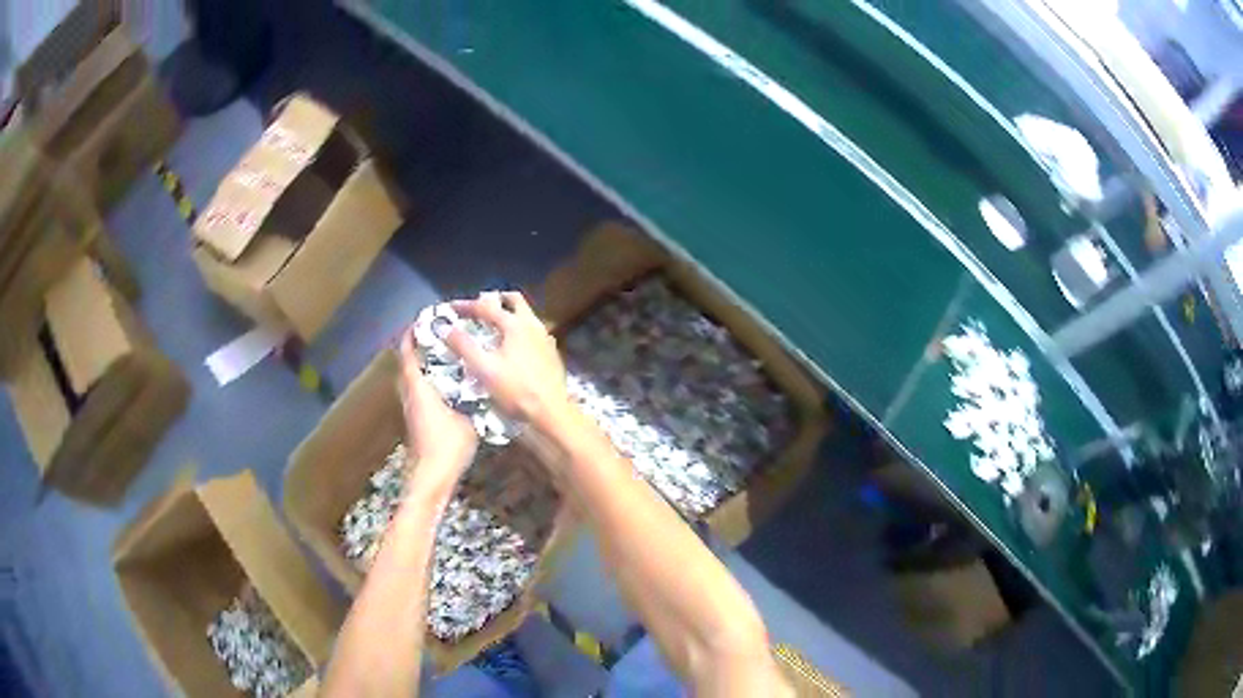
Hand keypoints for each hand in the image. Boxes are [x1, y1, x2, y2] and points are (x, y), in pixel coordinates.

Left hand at [399, 329, 477, 498]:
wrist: (431, 476)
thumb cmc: (447, 445)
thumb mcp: (468, 417)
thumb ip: (472, 397)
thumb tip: (484, 380)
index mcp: (418, 387)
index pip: (409, 353)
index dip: (413, 334)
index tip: (425, 319)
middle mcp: (409, 394)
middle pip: (406, 364)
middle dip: (418, 347)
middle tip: (438, 335)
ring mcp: (410, 409)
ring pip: (410, 379)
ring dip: (420, 365)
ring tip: (443, 355)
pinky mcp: (414, 421)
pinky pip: (416, 392)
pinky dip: (425, 381)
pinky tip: (445, 384)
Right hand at [447, 291, 568, 424]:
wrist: (551, 412)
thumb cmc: (516, 390)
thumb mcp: (484, 369)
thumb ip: (464, 346)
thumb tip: (445, 328)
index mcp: (515, 324)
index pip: (486, 306)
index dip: (466, 306)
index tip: (451, 308)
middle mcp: (533, 325)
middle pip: (514, 301)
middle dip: (495, 300)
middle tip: (479, 309)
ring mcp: (545, 338)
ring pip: (526, 315)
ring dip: (508, 315)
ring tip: (492, 327)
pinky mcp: (551, 353)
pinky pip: (532, 331)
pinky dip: (518, 331)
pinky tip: (511, 347)